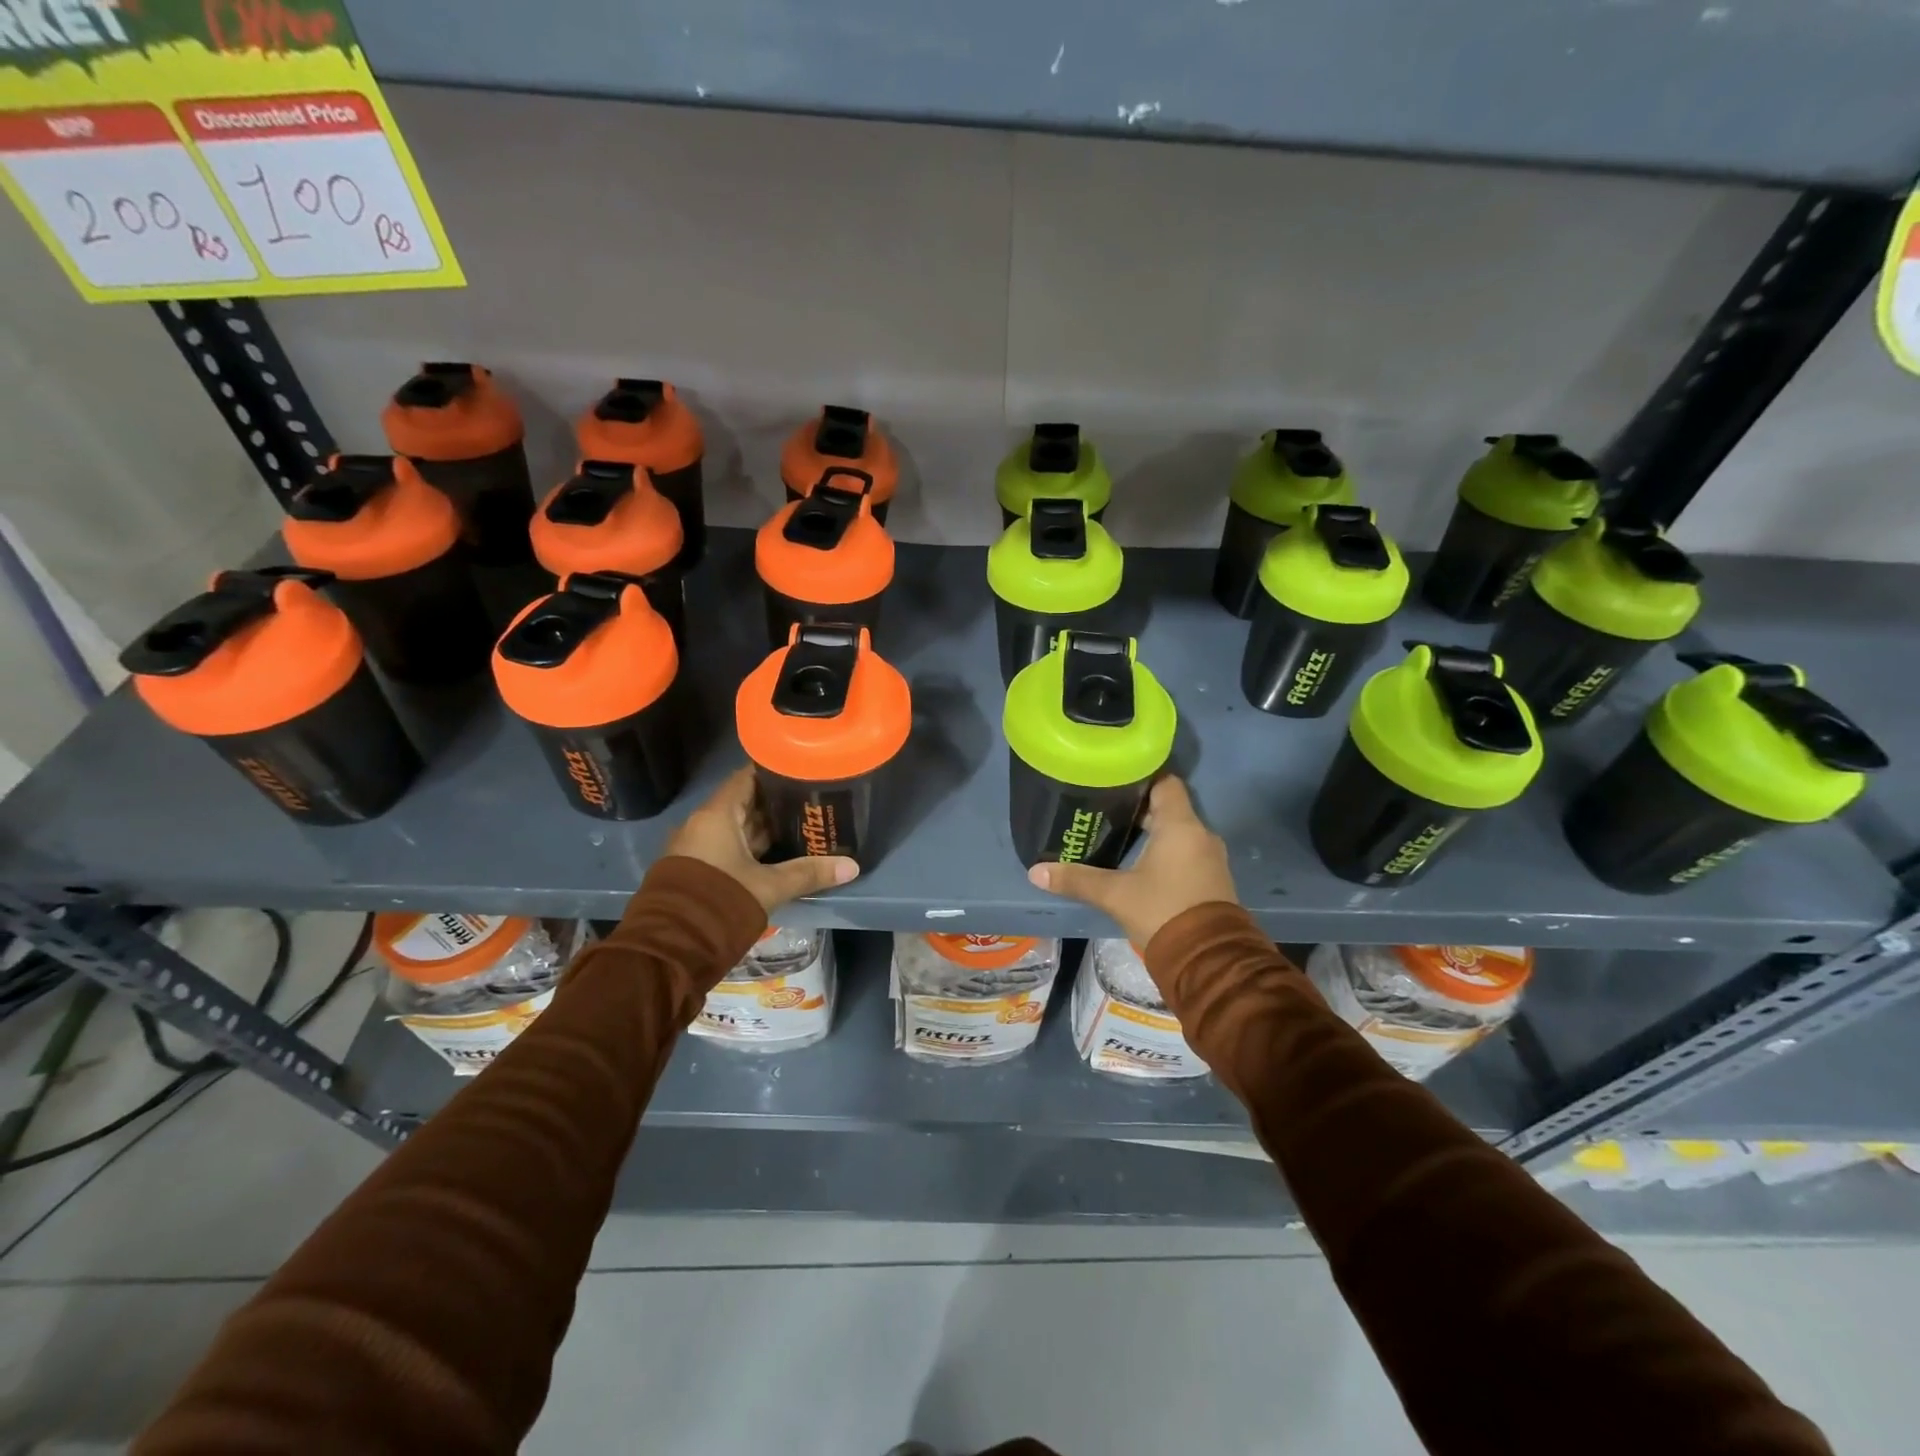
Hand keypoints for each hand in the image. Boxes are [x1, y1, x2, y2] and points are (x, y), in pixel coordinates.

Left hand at [664, 765, 858, 913]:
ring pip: (736, 829)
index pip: (746, 778)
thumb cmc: (720, 902)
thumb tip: (853, 866)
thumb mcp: (769, 887)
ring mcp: (696, 848)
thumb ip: (809, 873)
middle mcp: (702, 825)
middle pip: (743, 803)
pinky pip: (728, 848)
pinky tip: (778, 854)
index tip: (801, 771)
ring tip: (802, 826)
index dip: (773, 772)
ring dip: (765, 829)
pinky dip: (751, 847)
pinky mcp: (695, 870)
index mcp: (716, 816)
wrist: (671, 949)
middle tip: (811, 801)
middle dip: (775, 803)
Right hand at [1028, 777, 1235, 946]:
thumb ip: (1077, 880)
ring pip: (1177, 832)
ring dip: (1152, 832)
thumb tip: (1036, 872)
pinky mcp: (1212, 880)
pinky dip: (1165, 851)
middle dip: (1138, 808)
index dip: (1141, 777)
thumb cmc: (1162, 912)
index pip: (1165, 783)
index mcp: (1180, 826)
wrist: (1208, 961)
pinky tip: (1140, 862)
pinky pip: (1186, 852)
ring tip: (1117, 834)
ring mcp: (1209, 858)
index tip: (1114, 779)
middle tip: (1104, 809)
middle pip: (1168, 807)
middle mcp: (1200, 835)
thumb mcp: (1115, 895)